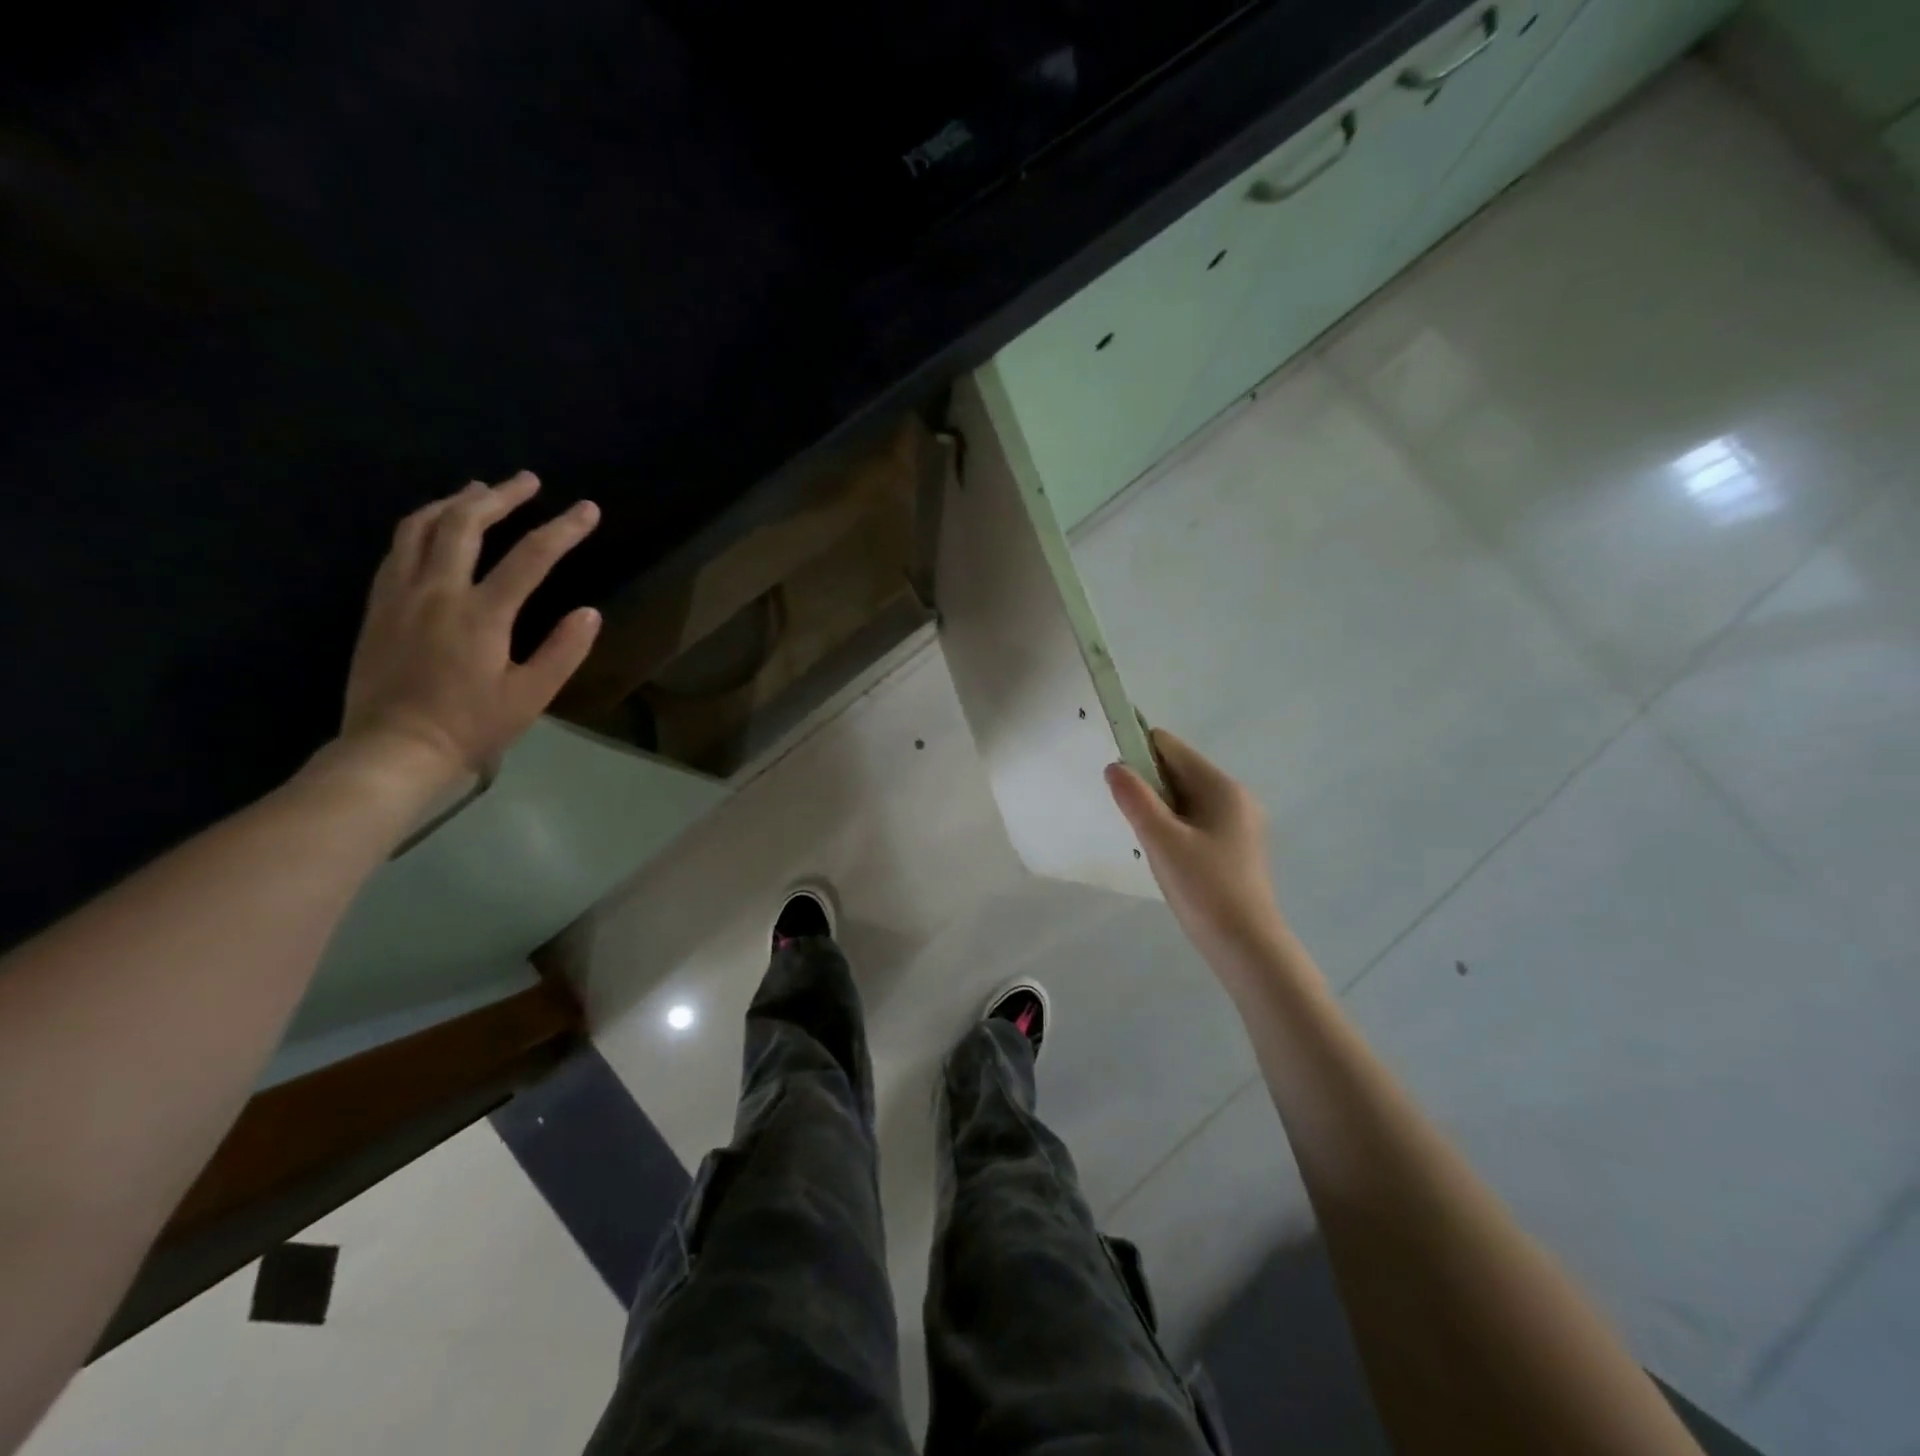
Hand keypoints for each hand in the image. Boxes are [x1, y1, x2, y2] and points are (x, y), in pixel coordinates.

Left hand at [339, 472, 602, 787]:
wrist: (394, 749)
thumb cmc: (471, 727)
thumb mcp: (531, 696)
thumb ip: (563, 651)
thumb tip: (590, 611)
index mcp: (481, 615)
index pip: (531, 557)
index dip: (564, 529)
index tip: (588, 509)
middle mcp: (437, 591)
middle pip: (466, 524)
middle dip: (501, 496)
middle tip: (527, 480)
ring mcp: (400, 594)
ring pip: (422, 527)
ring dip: (454, 502)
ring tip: (478, 490)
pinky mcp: (378, 605)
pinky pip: (397, 548)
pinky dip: (422, 526)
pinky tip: (434, 527)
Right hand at [1107, 729, 1289, 977]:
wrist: (1246, 946)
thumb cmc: (1204, 888)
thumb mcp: (1162, 841)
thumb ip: (1135, 799)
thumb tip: (1115, 766)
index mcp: (1221, 787)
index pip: (1171, 747)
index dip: (1137, 750)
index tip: (1112, 774)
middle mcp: (1234, 797)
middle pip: (1178, 770)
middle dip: (1146, 784)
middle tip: (1124, 813)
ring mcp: (1237, 823)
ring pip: (1184, 798)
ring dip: (1158, 808)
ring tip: (1143, 838)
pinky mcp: (1234, 846)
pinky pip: (1194, 820)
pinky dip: (1172, 826)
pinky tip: (1162, 853)